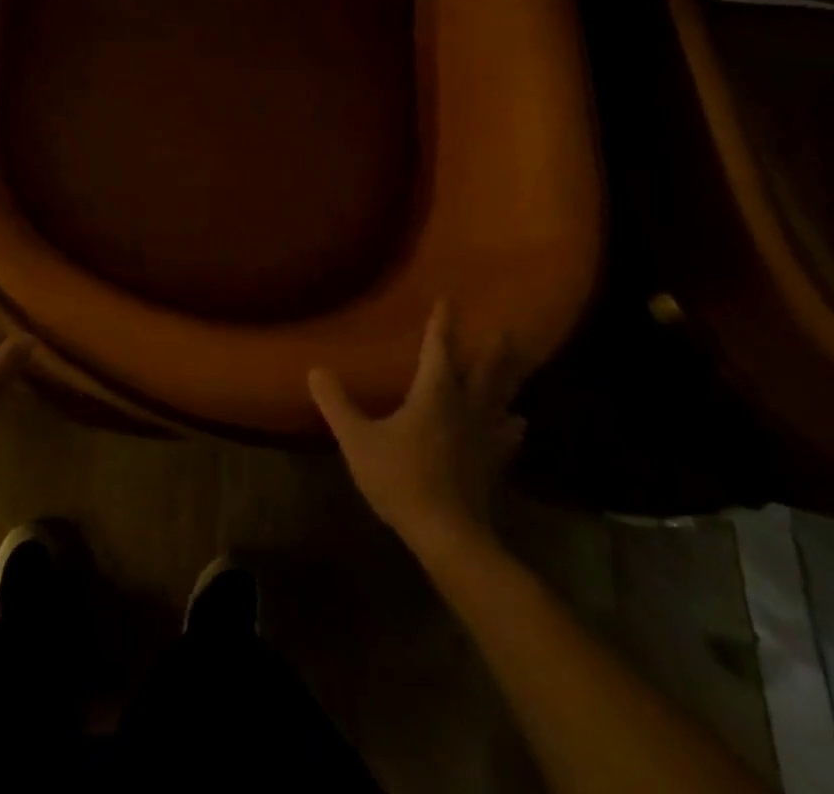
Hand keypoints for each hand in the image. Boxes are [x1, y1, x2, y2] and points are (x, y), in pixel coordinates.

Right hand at [308, 302, 524, 559]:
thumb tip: (315, 370)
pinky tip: (517, 425)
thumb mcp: (357, 439)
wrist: (448, 535)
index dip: (441, 324)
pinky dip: (511, 426)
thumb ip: (336, 404)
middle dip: (494, 350)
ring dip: (509, 382)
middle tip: (509, 330)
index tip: (449, 299)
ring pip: (501, 401)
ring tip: (517, 368)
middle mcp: (465, 408)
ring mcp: (484, 438)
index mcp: (434, 394)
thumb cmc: (401, 477)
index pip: (439, 349)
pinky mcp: (492, 465)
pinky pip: (506, 437)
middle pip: (485, 373)